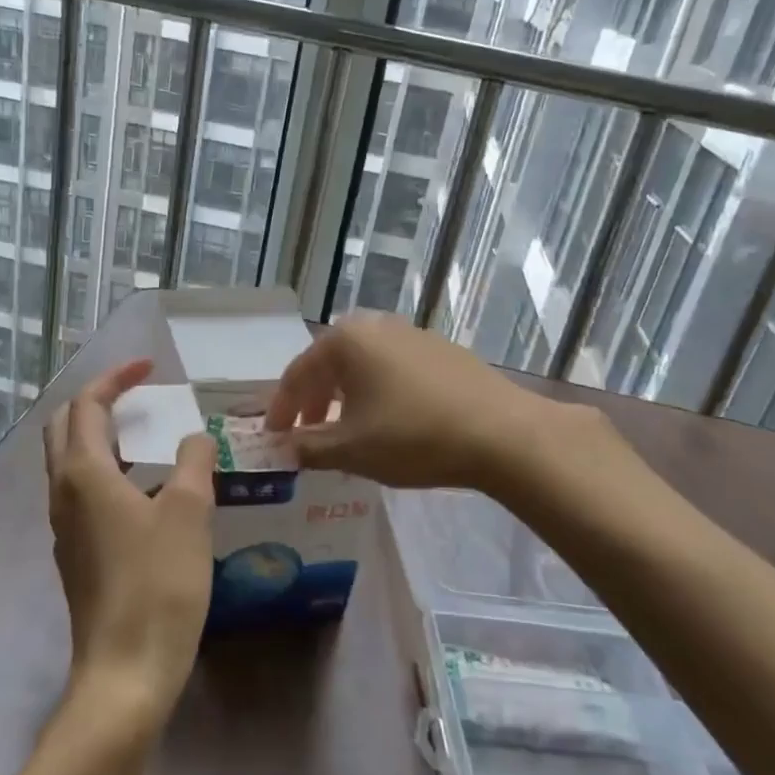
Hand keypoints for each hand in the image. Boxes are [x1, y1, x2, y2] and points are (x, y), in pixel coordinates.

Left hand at [44, 358, 215, 726]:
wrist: (126, 671)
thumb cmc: (158, 584)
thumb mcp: (188, 512)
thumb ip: (192, 462)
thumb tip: (193, 438)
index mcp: (84, 473)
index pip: (87, 405)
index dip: (116, 378)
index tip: (149, 367)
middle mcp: (64, 493)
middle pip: (65, 427)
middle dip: (96, 401)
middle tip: (137, 394)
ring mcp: (65, 527)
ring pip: (70, 462)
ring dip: (99, 436)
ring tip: (144, 434)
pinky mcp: (76, 554)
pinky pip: (82, 492)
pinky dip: (105, 469)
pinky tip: (144, 488)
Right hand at [263, 312, 586, 490]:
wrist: (502, 432)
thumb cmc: (413, 436)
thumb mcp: (351, 449)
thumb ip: (307, 447)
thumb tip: (281, 448)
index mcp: (345, 340)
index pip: (297, 374)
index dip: (281, 409)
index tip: (272, 438)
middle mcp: (375, 325)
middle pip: (329, 364)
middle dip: (313, 401)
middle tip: (306, 435)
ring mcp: (411, 334)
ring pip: (362, 366)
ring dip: (345, 398)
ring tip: (345, 432)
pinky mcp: (441, 350)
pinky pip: (392, 369)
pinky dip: (377, 393)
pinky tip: (388, 421)